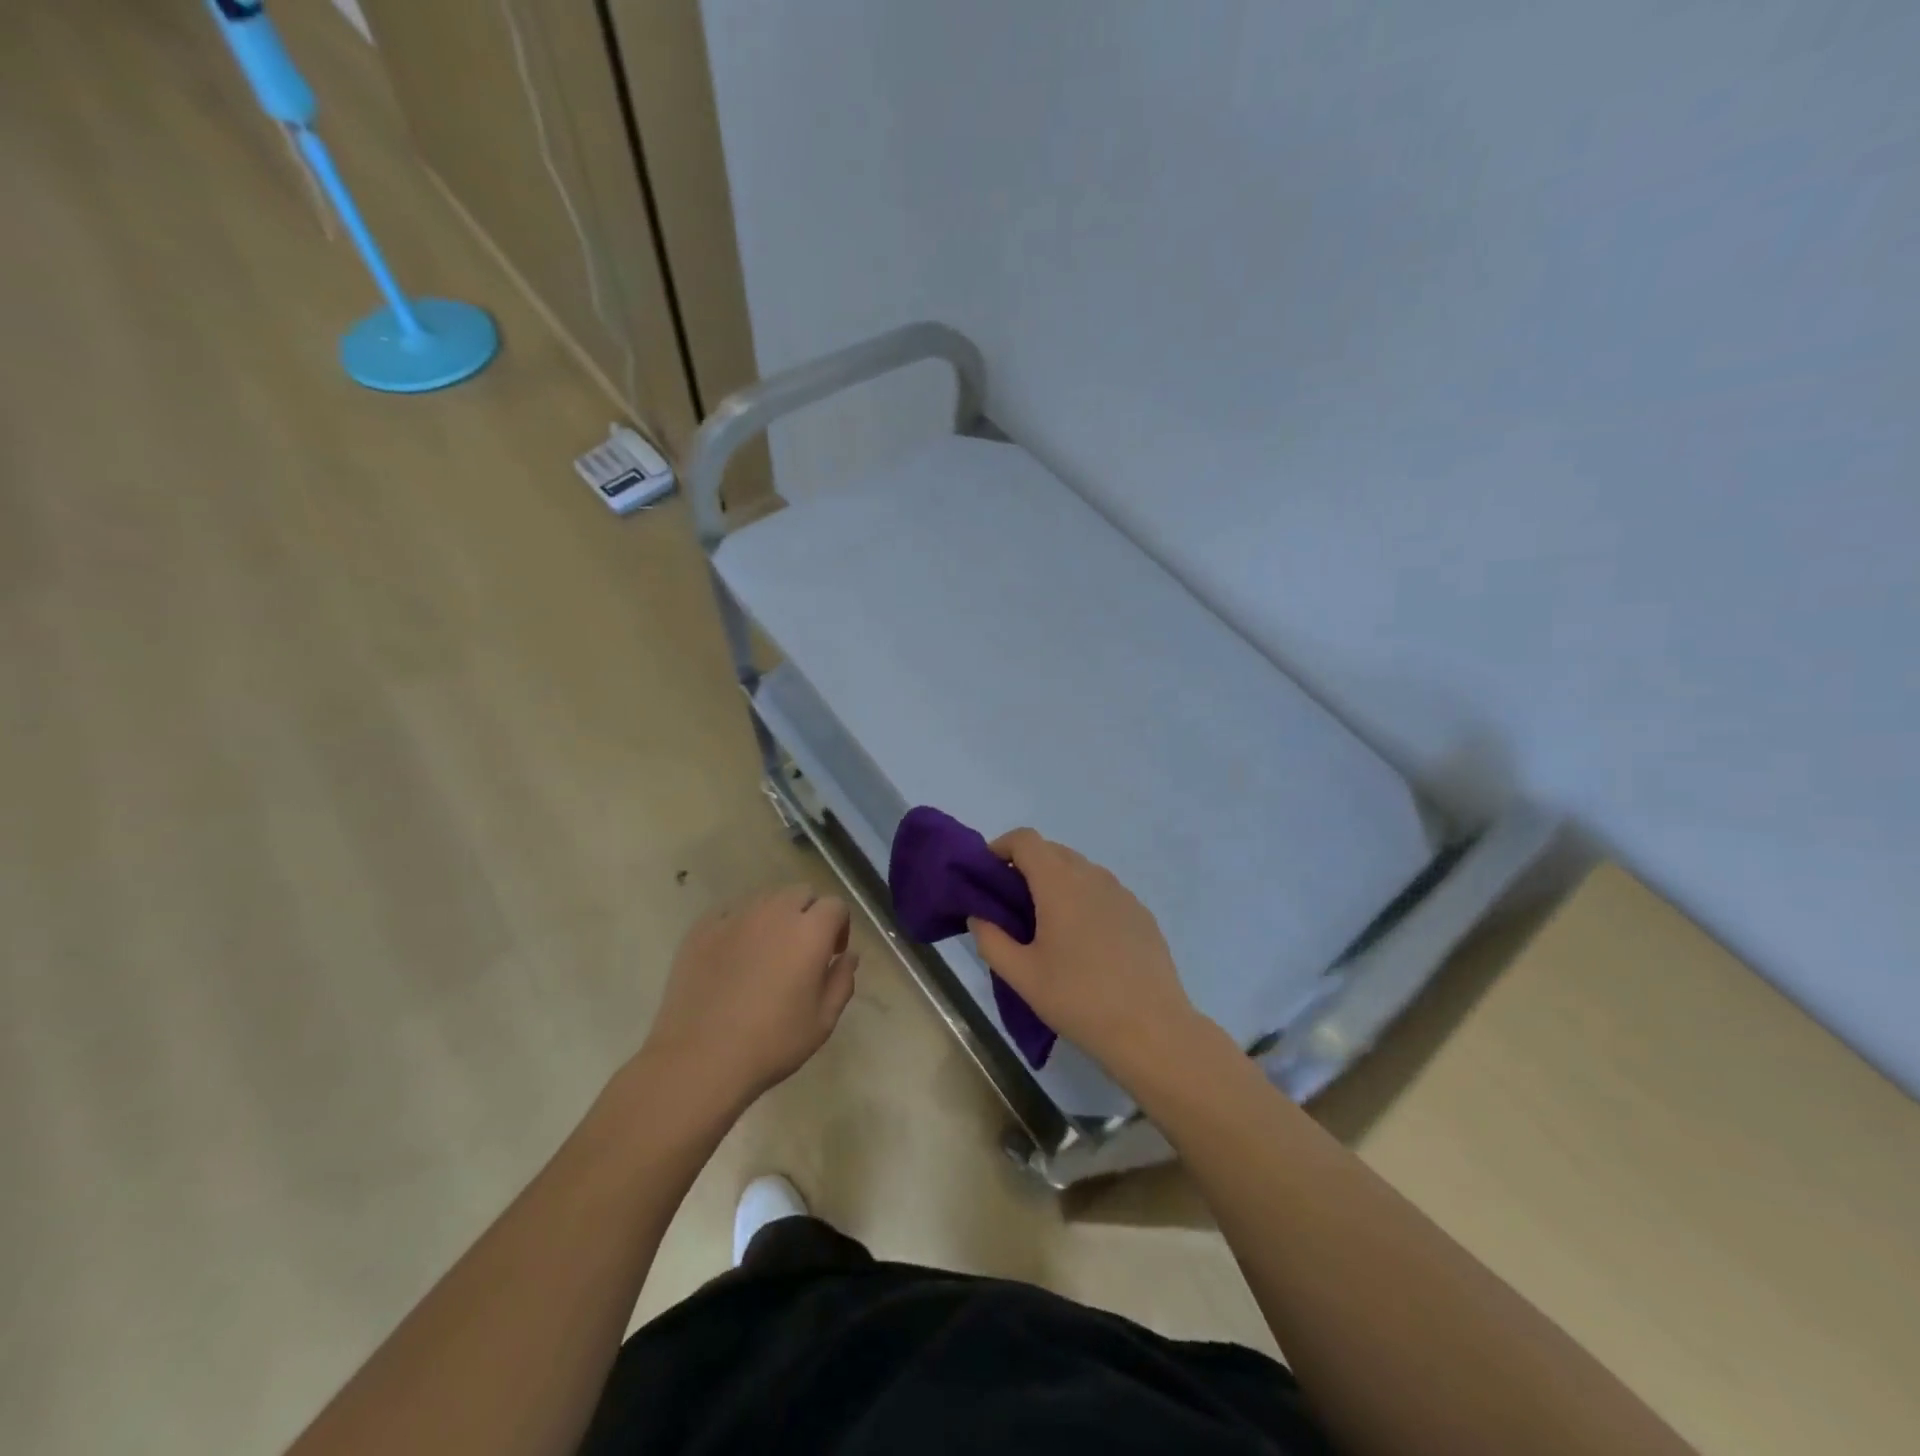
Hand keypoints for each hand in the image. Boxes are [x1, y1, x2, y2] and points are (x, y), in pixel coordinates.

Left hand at [642, 885, 858, 1111]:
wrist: (699, 1059)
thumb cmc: (772, 1043)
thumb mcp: (823, 1021)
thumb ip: (842, 980)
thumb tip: (848, 956)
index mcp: (810, 931)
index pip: (835, 905)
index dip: (839, 926)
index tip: (832, 954)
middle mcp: (775, 912)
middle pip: (800, 893)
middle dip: (808, 914)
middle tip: (801, 950)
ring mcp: (735, 917)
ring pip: (765, 899)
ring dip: (775, 917)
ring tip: (766, 954)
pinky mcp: (702, 928)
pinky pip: (730, 913)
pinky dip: (740, 926)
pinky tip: (733, 958)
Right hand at [967, 829, 1206, 1079]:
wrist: (1152, 1030)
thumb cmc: (1078, 999)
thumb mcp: (1022, 975)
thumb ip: (991, 940)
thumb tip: (980, 916)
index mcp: (1060, 882)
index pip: (1025, 839)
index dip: (1001, 847)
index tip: (988, 876)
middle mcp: (1093, 876)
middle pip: (1052, 851)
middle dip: (1026, 867)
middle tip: (1011, 907)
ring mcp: (1122, 893)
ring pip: (1080, 871)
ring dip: (1056, 883)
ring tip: (1047, 927)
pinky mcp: (1141, 913)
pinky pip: (1103, 892)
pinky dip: (1084, 900)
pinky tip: (1084, 943)